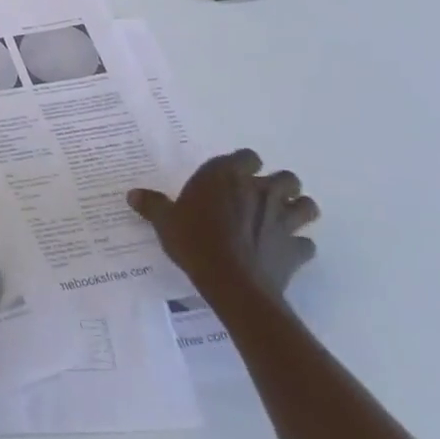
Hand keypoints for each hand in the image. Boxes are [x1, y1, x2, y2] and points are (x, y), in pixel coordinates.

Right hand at [128, 149, 318, 300]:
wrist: (231, 282)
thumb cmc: (195, 240)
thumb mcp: (165, 221)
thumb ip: (152, 205)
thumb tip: (132, 194)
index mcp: (228, 176)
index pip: (247, 157)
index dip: (244, 165)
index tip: (234, 177)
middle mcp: (261, 191)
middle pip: (287, 178)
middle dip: (280, 186)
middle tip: (261, 198)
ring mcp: (283, 220)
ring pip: (307, 206)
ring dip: (298, 210)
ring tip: (282, 220)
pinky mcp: (296, 250)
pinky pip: (305, 245)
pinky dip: (298, 247)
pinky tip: (284, 253)